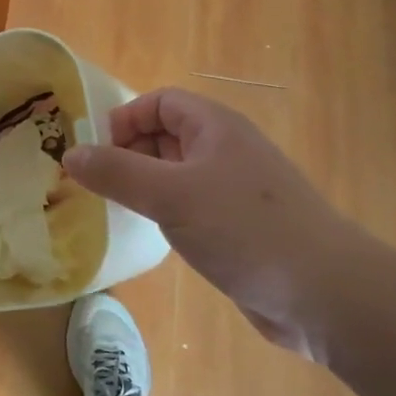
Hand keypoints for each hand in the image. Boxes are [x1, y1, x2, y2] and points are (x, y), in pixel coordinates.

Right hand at [63, 89, 377, 355]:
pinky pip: (192, 205)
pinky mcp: (240, 226)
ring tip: (114, 208)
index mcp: (215, 127)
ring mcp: (236, 190)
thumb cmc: (243, 229)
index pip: (160, 102)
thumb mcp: (170, 195)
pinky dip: (166, 212)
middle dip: (129, 153)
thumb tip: (69, 153)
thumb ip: (116, 171)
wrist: (325, 293)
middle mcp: (226, 150)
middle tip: (96, 184)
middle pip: (166, 135)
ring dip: (145, 184)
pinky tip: (152, 234)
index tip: (96, 153)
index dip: (125, 119)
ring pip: (177, 173)